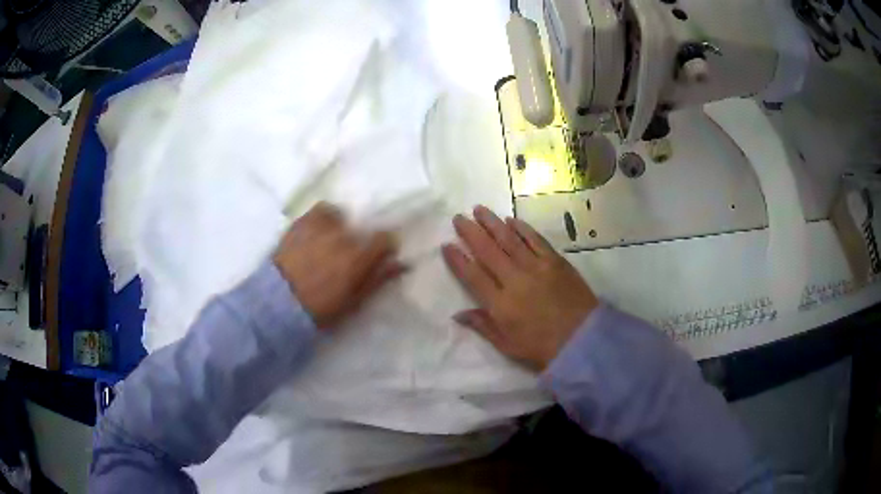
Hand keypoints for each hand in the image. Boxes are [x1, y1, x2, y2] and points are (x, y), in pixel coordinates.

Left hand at [274, 202, 403, 329]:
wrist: (278, 304)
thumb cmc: (321, 309)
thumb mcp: (355, 301)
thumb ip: (379, 279)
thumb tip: (402, 263)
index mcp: (358, 258)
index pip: (385, 239)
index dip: (384, 246)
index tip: (378, 255)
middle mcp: (341, 236)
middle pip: (361, 228)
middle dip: (358, 240)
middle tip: (346, 257)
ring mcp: (320, 226)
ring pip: (340, 216)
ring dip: (340, 227)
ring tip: (329, 242)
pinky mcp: (301, 222)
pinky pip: (320, 210)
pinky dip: (323, 218)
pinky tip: (317, 233)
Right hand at [442, 206, 597, 369]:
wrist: (583, 339)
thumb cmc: (542, 348)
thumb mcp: (507, 345)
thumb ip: (483, 326)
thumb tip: (458, 314)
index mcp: (501, 304)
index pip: (473, 276)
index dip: (457, 260)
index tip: (446, 245)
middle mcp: (515, 280)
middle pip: (488, 251)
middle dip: (471, 232)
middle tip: (458, 217)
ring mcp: (536, 267)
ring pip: (509, 240)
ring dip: (492, 223)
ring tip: (479, 209)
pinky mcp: (555, 261)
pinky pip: (535, 240)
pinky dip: (522, 228)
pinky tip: (511, 219)